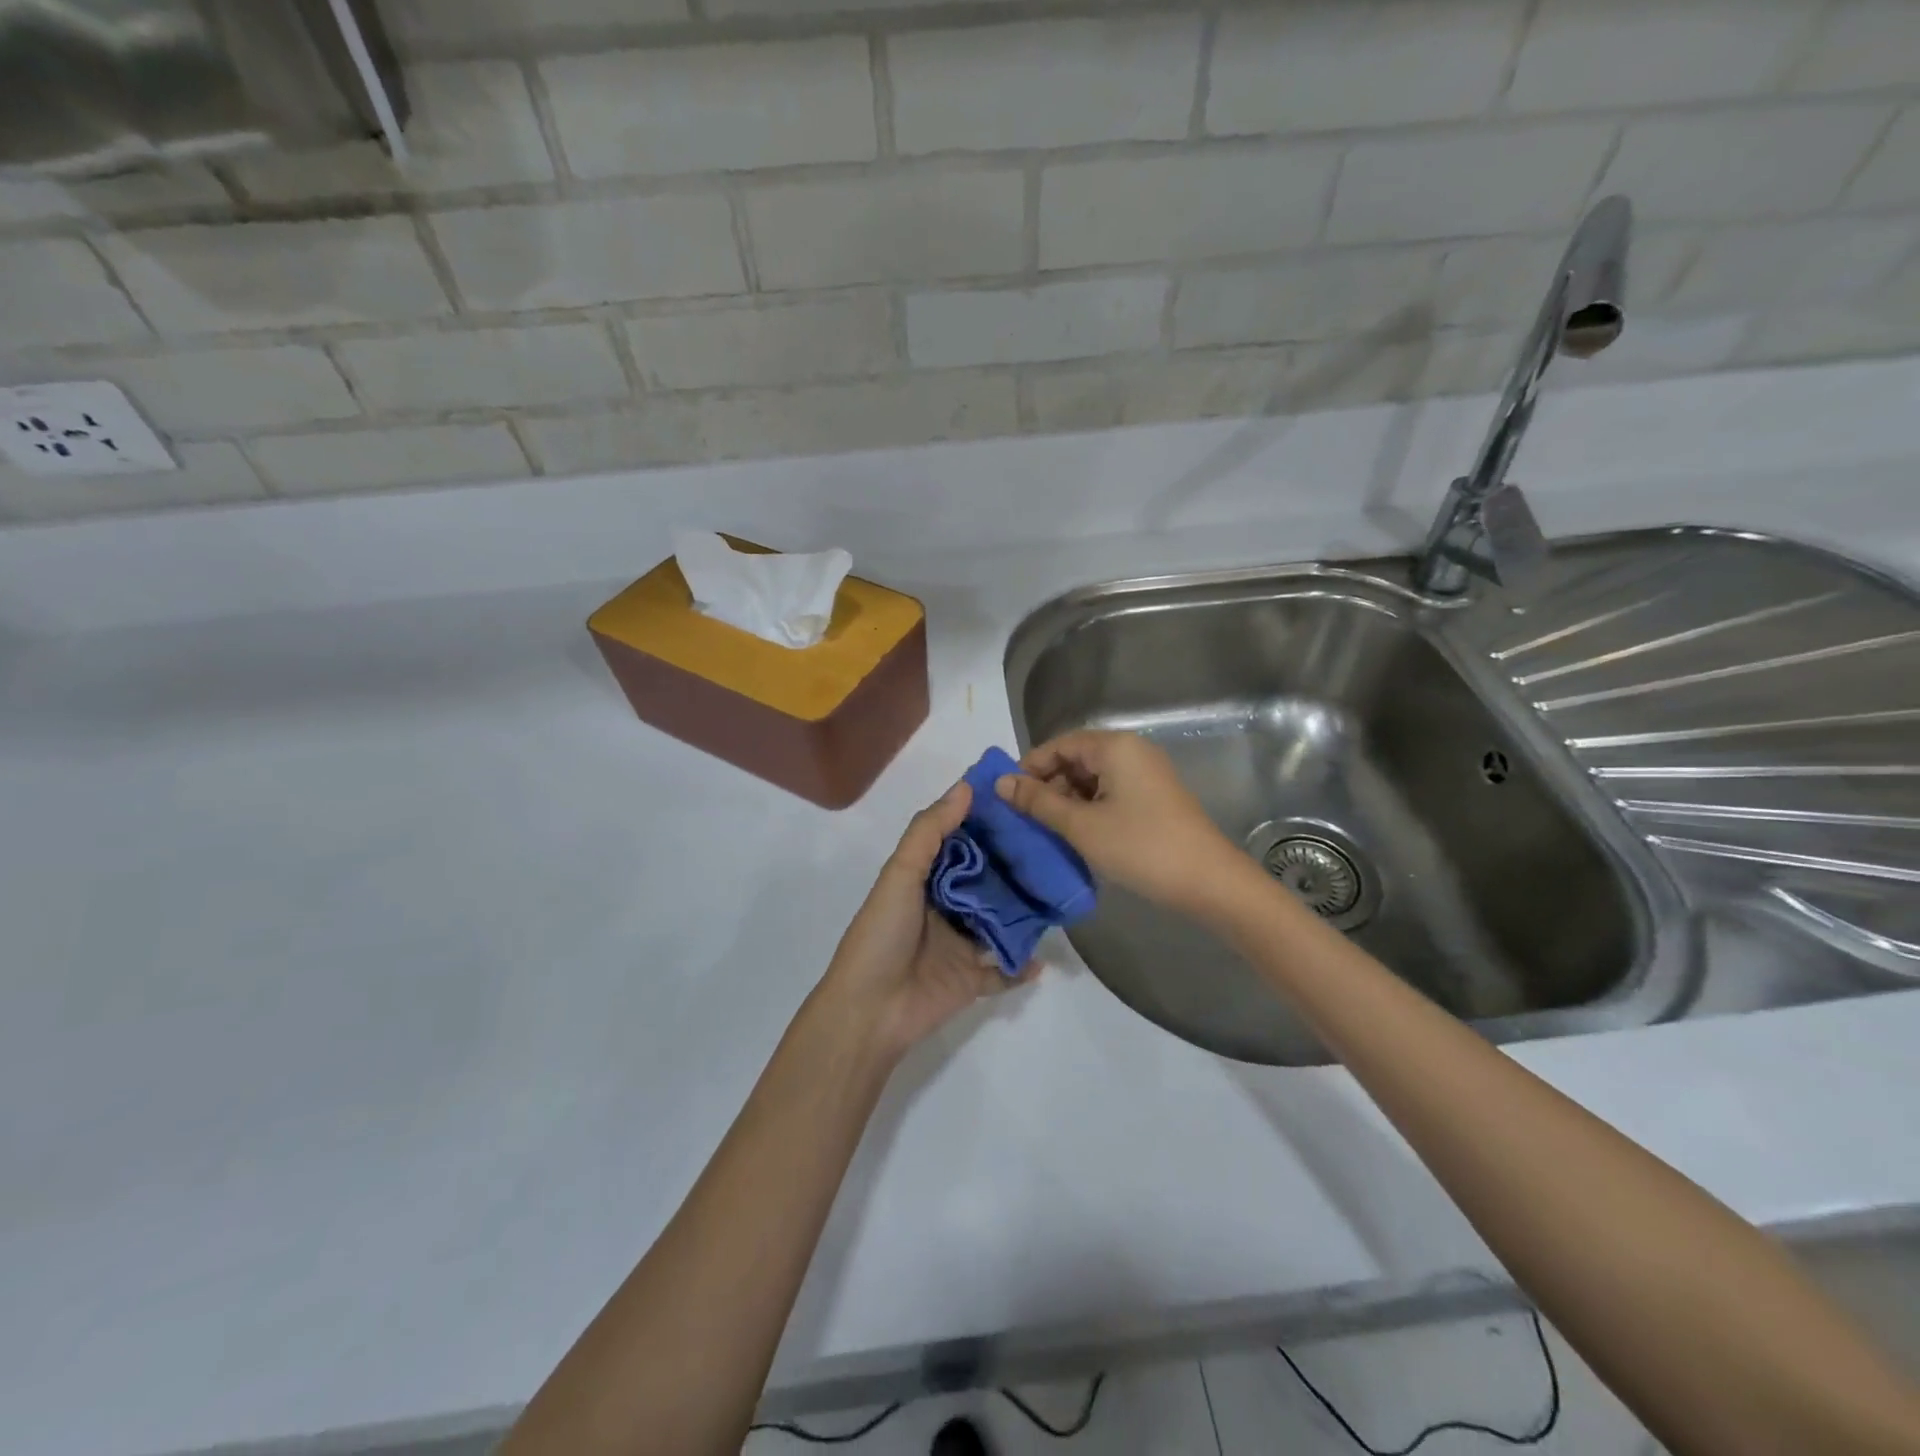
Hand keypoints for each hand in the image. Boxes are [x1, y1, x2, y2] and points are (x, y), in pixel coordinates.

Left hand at [818, 782, 1029, 1059]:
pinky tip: (1046, 956)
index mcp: (924, 881)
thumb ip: (930, 831)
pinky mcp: (971, 980)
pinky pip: (1004, 971)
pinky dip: (1022, 966)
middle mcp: (945, 908)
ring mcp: (960, 945)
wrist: (870, 1010)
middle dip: (1014, 867)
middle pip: (986, 883)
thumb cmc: (882, 935)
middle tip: (1054, 845)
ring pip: (1000, 923)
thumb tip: (966, 787)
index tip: (1020, 804)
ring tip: (1059, 892)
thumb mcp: (900, 874)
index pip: (961, 846)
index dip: (985, 826)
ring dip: (1024, 912)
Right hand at [996, 730, 1250, 918]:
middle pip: (1076, 758)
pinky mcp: (1154, 797)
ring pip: (1093, 778)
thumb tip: (1000, 783)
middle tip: (1025, 817)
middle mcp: (1132, 751)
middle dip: (1048, 784)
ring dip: (1067, 799)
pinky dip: (1089, 808)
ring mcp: (1146, 774)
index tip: (1008, 797)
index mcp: (1115, 747)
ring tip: (1047, 829)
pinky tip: (1077, 834)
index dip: (1029, 767)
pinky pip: (1111, 792)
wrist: (1208, 882)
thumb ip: (1037, 801)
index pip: (1059, 744)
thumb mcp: (1081, 825)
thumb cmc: (1140, 847)